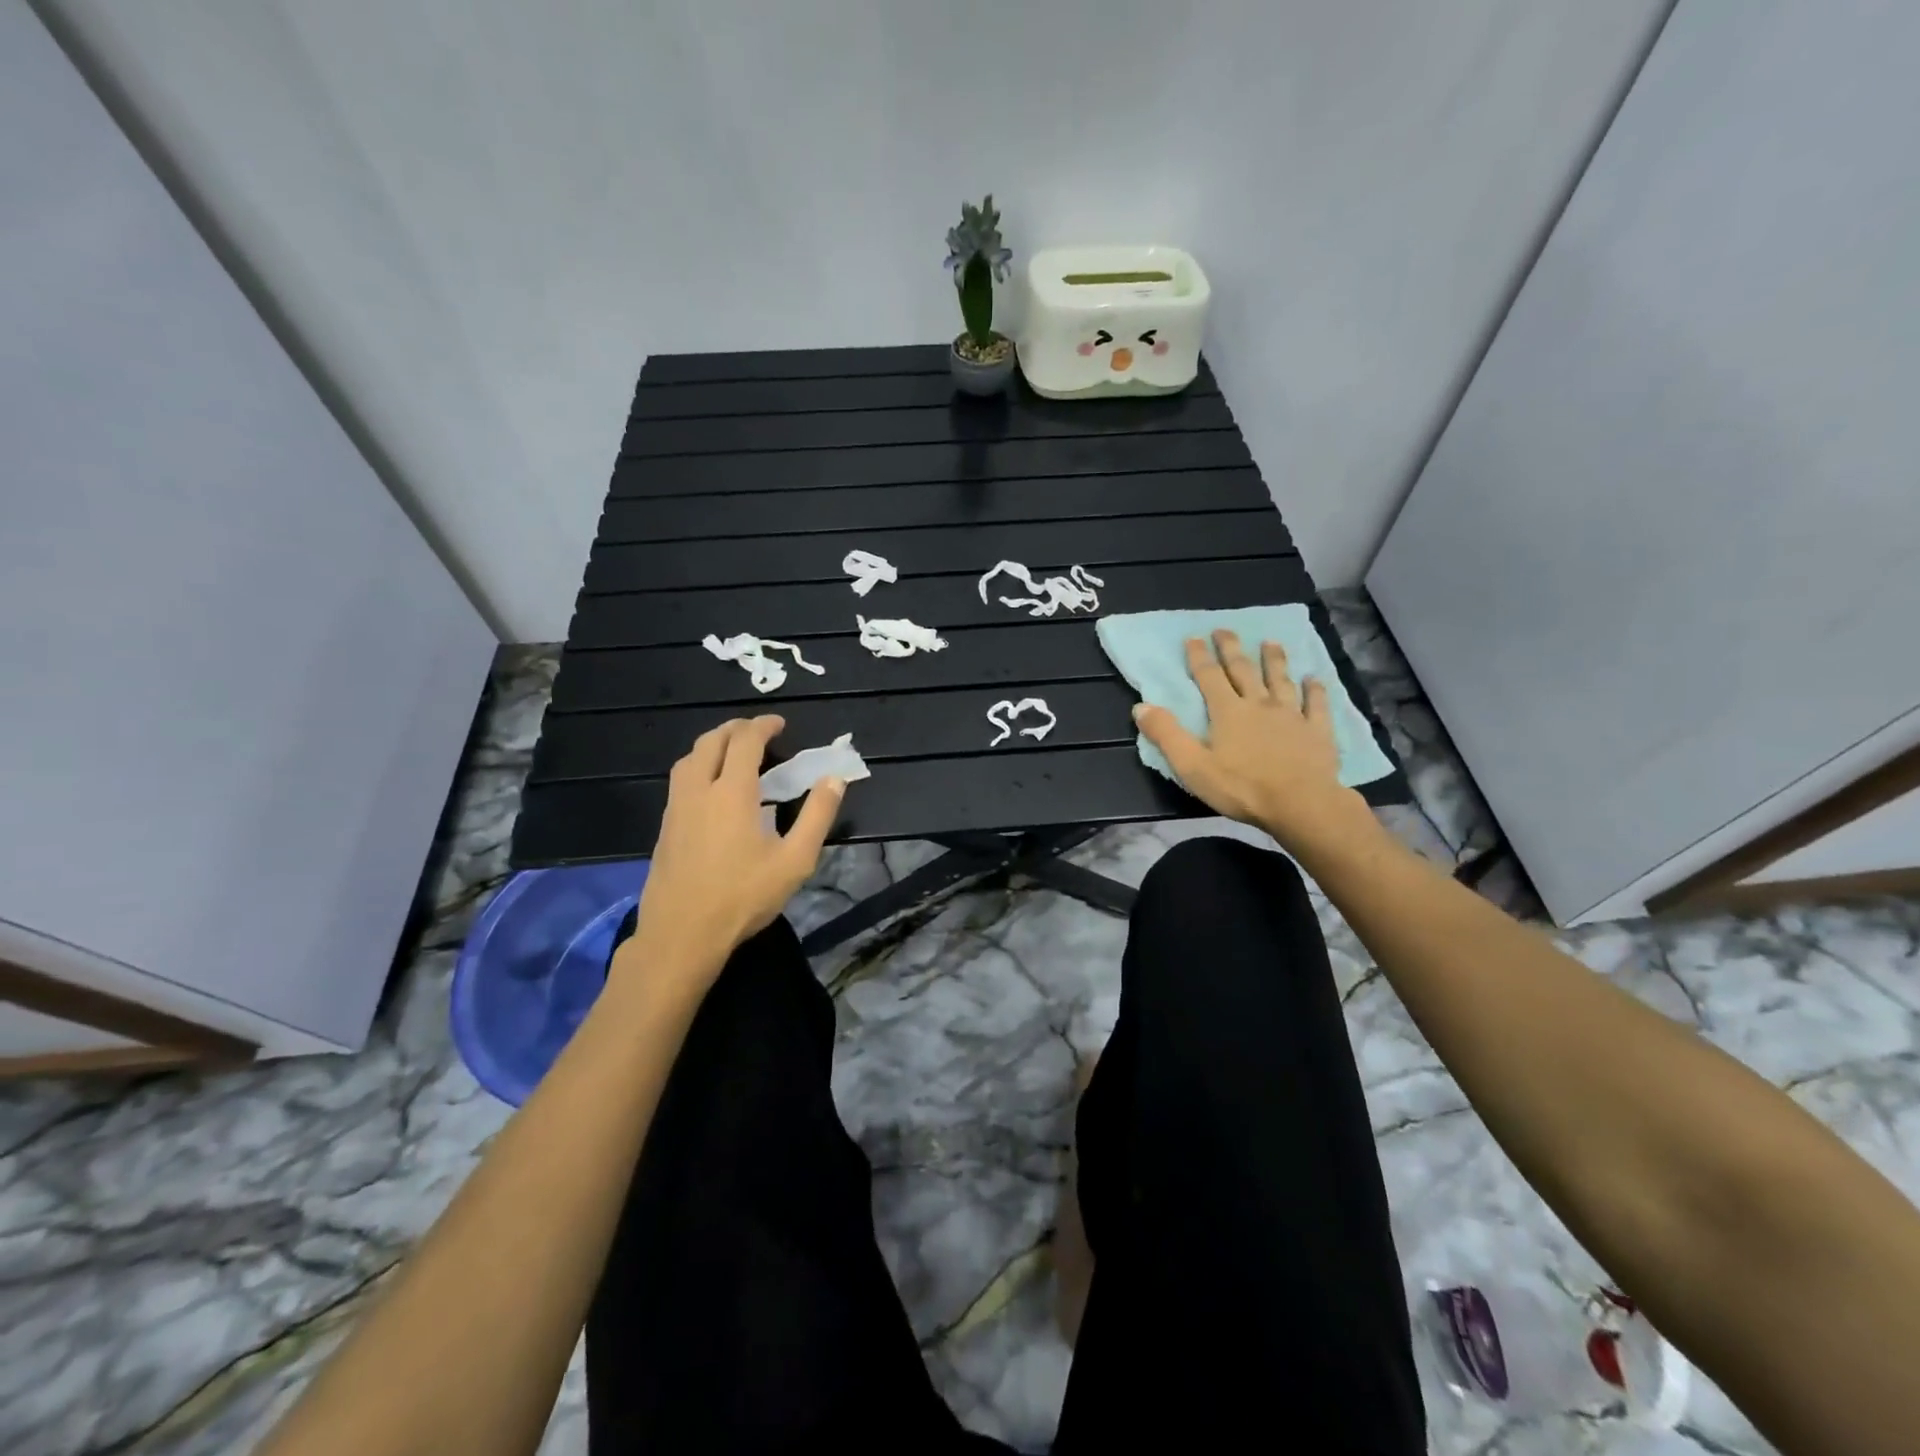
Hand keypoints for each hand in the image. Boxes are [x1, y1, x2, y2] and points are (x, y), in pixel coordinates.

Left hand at [625, 716, 842, 986]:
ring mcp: (676, 808)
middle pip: (712, 741)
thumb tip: (834, 779)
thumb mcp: (795, 860)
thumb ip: (817, 816)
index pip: (745, 741)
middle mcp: (699, 790)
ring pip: (689, 758)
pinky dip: (699, 766)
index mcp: (732, 792)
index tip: (779, 723)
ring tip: (734, 753)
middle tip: (759, 732)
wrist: (681, 934)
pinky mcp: (665, 827)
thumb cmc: (743, 897)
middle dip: (736, 728)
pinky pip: (680, 780)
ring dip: (713, 744)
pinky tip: (712, 789)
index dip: (763, 725)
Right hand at [1134, 630, 1370, 847]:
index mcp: (1228, 712)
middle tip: (1224, 629)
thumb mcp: (1192, 766)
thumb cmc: (1242, 787)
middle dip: (1231, 649)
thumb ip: (1167, 735)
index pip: (1209, 677)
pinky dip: (1315, 690)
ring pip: (1281, 680)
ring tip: (1270, 643)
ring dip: (1274, 660)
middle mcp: (1259, 704)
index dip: (1199, 657)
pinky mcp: (1317, 730)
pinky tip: (1314, 679)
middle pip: (1243, 670)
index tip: (1193, 637)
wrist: (1301, 805)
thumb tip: (1141, 707)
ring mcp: (1292, 715)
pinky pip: (1317, 704)